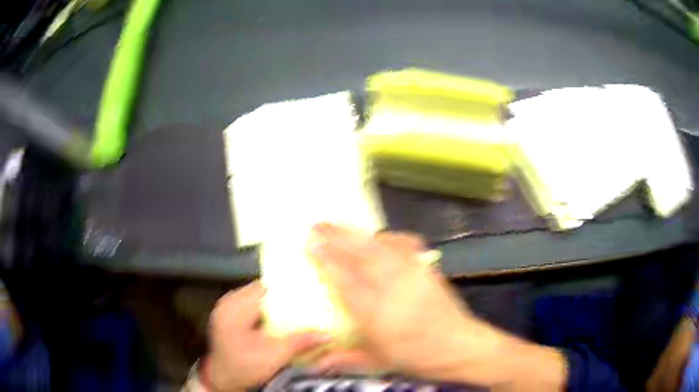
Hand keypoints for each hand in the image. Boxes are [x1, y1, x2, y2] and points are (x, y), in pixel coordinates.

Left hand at [206, 281, 326, 390]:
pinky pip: (249, 300)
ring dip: (273, 296)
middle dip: (281, 291)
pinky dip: (264, 303)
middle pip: (259, 287)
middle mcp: (228, 302)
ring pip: (254, 292)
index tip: (308, 287)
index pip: (264, 287)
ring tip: (294, 301)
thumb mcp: (273, 358)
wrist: (224, 378)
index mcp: (235, 310)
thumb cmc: (244, 368)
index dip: (286, 286)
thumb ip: (298, 343)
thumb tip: (326, 334)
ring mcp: (226, 306)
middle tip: (304, 294)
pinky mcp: (228, 312)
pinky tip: (277, 311)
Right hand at [309, 224, 566, 390]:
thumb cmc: (416, 356)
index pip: (344, 278)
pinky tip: (381, 236)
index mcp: (375, 311)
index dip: (325, 259)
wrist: (459, 346)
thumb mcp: (377, 362)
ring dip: (356, 233)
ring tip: (339, 224)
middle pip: (359, 254)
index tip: (310, 245)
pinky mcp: (425, 268)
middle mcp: (391, 286)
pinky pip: (405, 245)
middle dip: (336, 237)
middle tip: (316, 226)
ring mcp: (411, 273)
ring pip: (378, 246)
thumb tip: (313, 364)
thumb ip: (343, 359)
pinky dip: (389, 237)